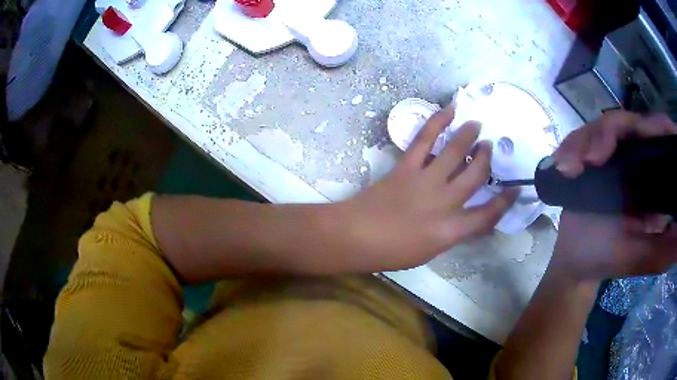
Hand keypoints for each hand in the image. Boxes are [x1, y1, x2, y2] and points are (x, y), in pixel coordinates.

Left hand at [341, 105, 516, 269]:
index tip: (514, 189)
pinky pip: (425, 139)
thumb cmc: (391, 252)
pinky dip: (438, 122)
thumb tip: (467, 219)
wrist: (355, 236)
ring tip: (477, 125)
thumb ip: (451, 233)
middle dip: (487, 159)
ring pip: (456, 152)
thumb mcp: (429, 252)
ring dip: (469, 136)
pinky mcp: (407, 166)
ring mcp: (426, 181)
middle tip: (490, 147)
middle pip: (476, 176)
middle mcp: (445, 202)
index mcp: (451, 230)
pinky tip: (450, 111)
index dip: (505, 202)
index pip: (488, 215)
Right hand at [551, 111, 676, 282]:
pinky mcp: (589, 157)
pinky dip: (570, 148)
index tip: (649, 132)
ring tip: (571, 166)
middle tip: (593, 158)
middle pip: (628, 122)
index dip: (657, 126)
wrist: (577, 263)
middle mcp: (635, 158)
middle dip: (609, 134)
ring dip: (585, 141)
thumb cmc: (610, 260)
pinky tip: (562, 166)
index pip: (658, 137)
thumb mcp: (646, 258)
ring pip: (601, 126)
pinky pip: (580, 138)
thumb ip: (668, 246)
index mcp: (651, 177)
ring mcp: (611, 155)